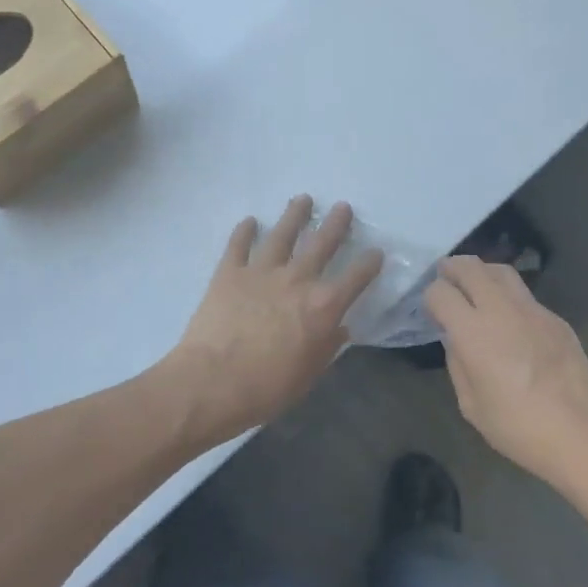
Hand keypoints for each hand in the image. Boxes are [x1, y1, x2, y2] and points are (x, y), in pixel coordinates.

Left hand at [159, 196, 383, 446]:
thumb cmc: (266, 388)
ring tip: (302, 199)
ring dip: (294, 215)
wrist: (211, 382)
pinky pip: (238, 245)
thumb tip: (340, 329)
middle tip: (343, 207)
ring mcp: (261, 271)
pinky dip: (244, 231)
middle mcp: (297, 279)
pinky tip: (249, 221)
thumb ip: (327, 347)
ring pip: (282, 234)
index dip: (369, 263)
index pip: (356, 277)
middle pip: (322, 243)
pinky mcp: (229, 272)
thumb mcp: (309, 375)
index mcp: (323, 306)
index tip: (376, 252)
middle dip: (336, 224)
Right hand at [424, 256, 587, 486]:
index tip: (432, 310)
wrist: (583, 435)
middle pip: (471, 267)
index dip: (431, 297)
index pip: (441, 292)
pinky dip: (507, 295)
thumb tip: (455, 340)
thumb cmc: (519, 428)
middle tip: (444, 275)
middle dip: (452, 268)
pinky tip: (509, 318)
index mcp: (474, 332)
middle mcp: (501, 310)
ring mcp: (533, 310)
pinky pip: (524, 295)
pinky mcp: (556, 319)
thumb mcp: (471, 405)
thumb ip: (457, 364)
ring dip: (481, 272)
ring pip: (501, 271)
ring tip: (474, 285)